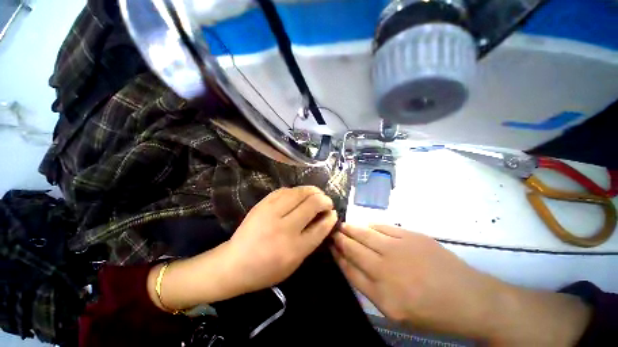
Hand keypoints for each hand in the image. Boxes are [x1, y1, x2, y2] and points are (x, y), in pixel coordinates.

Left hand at [227, 186, 337, 292]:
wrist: (234, 263)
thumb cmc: (267, 269)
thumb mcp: (294, 263)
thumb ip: (312, 241)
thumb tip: (325, 220)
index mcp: (294, 248)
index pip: (321, 226)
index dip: (331, 217)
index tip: (333, 213)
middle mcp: (284, 228)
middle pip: (312, 204)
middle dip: (325, 200)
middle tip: (327, 202)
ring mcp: (271, 212)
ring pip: (300, 192)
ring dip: (313, 191)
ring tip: (317, 194)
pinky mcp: (263, 203)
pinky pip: (285, 190)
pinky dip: (297, 190)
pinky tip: (300, 194)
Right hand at [331, 224, 591, 344]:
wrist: (470, 299)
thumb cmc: (431, 312)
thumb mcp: (396, 312)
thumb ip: (369, 288)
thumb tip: (351, 264)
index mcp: (382, 295)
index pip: (349, 269)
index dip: (338, 255)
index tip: (330, 246)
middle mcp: (386, 269)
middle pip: (354, 248)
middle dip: (340, 239)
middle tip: (332, 231)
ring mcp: (399, 249)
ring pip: (365, 234)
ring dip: (351, 229)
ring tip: (343, 225)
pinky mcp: (411, 236)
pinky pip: (383, 227)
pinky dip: (371, 226)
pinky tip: (366, 226)